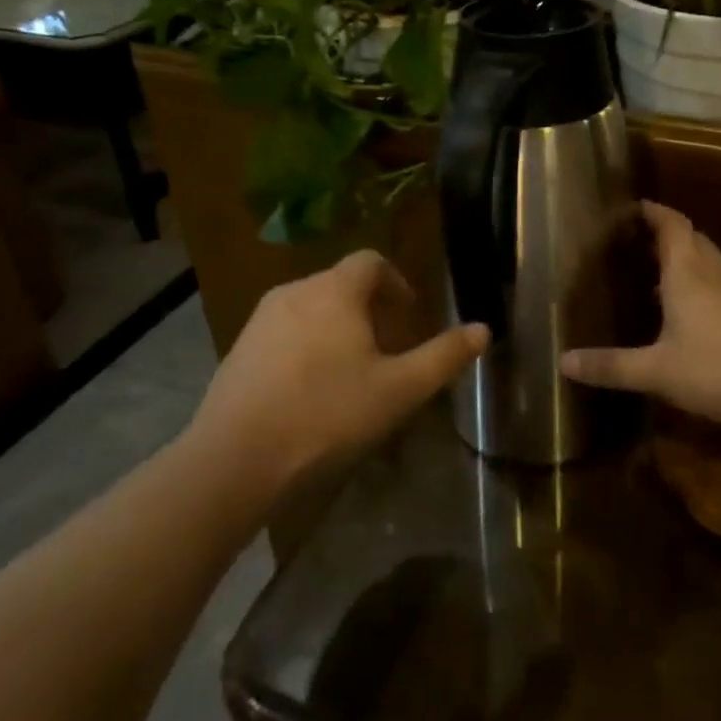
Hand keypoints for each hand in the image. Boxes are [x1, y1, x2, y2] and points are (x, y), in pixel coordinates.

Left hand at [195, 250, 488, 487]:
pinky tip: (310, 391)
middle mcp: (295, 291)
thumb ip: (443, 356)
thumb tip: (483, 329)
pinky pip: (285, 332)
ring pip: (312, 308)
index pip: (371, 261)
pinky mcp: (239, 348)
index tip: (409, 316)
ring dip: (338, 328)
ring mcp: (260, 319)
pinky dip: (307, 345)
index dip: (397, 282)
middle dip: (371, 310)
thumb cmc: (328, 415)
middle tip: (388, 351)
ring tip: (352, 372)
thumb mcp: (399, 390)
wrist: (236, 458)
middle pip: (341, 284)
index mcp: (335, 291)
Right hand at [562, 202, 720, 432]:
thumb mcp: (658, 372)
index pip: (671, 224)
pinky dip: (698, 286)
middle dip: (664, 234)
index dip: (653, 211)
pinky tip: (686, 318)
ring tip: (652, 278)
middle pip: (691, 238)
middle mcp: (714, 273)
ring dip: (682, 261)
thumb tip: (563, 361)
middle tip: (633, 242)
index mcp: (688, 272)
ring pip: (707, 262)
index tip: (633, 207)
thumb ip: (611, 366)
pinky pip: (719, 286)